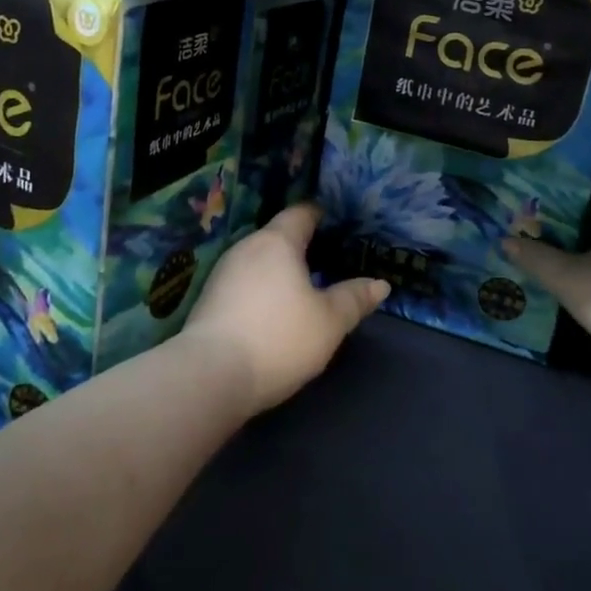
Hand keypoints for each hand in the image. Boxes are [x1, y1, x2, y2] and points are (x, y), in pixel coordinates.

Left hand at [180, 204, 389, 413]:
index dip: (319, 213)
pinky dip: (262, 287)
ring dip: (279, 268)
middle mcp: (247, 247)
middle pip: (278, 235)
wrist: (209, 376)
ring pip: (259, 260)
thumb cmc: (278, 338)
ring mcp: (223, 273)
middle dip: (301, 244)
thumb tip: (381, 284)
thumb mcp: (329, 322)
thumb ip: (354, 299)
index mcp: (277, 242)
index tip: (335, 220)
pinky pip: (244, 281)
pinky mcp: (209, 299)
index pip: (301, 213)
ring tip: (303, 284)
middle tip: (327, 257)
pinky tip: (273, 309)